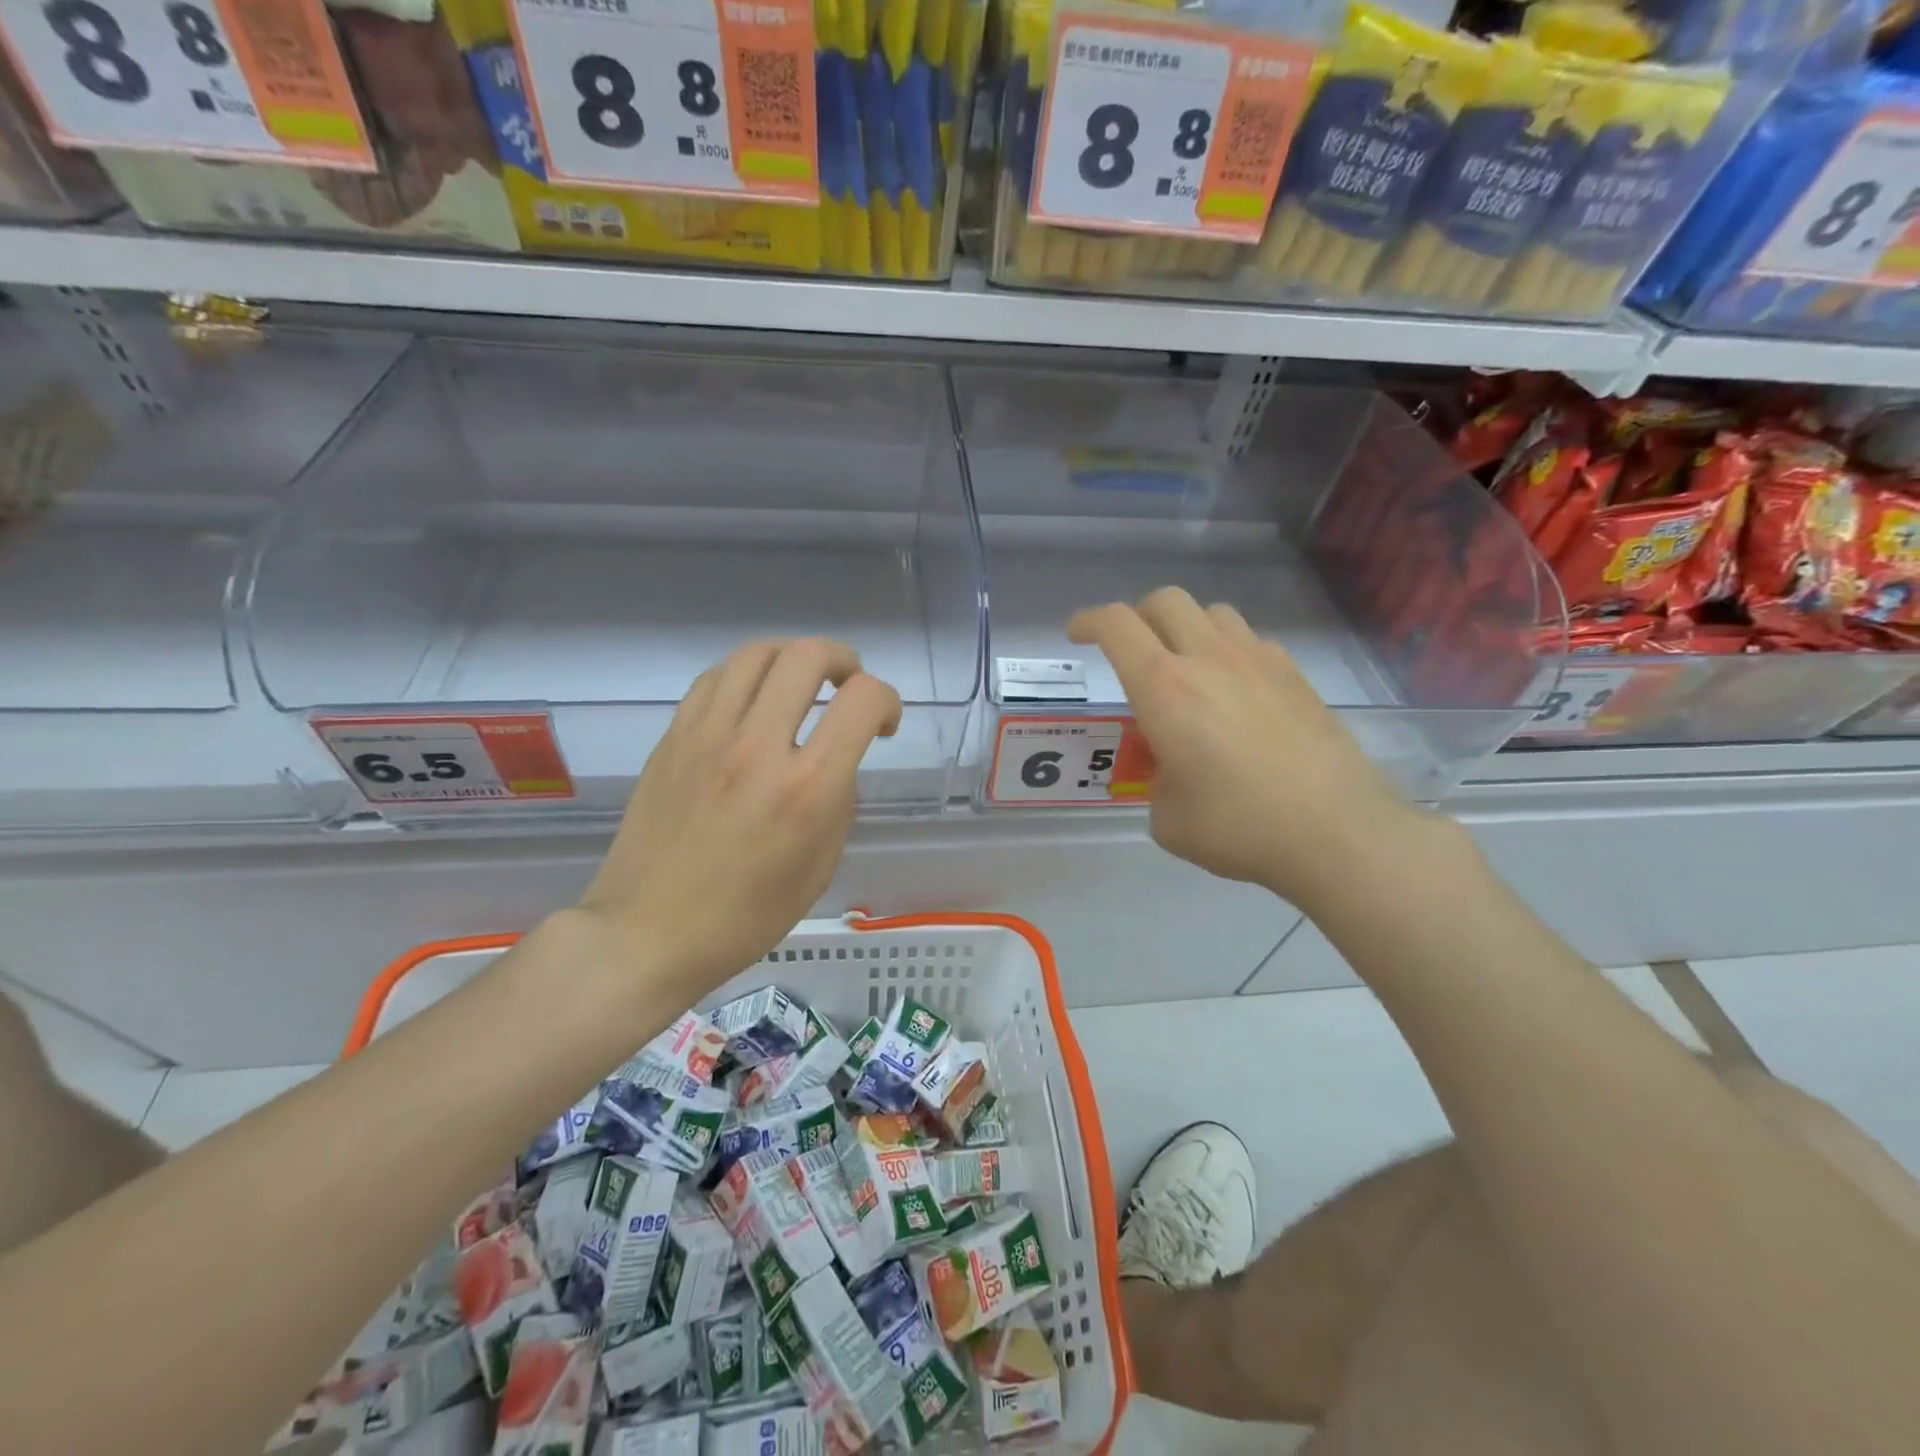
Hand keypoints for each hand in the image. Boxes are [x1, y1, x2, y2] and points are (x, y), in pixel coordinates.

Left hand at [574, 638, 901, 1002]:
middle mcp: (758, 747)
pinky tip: (752, 702)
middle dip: (843, 660)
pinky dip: (747, 676)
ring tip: (800, 684)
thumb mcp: (819, 866)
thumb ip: (836, 800)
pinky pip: (716, 678)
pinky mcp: (673, 738)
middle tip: (847, 687)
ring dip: (792, 658)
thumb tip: (832, 761)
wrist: (647, 932)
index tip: (884, 724)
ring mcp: (707, 736)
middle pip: (807, 656)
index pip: (862, 700)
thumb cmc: (746, 916)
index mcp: (806, 788)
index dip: (887, 700)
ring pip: (757, 653)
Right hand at [1068, 587, 1425, 909]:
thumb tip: (1173, 770)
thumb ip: (1156, 781)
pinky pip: (1251, 640)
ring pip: (1212, 612)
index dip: (1088, 621)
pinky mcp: (1296, 676)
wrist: (1336, 831)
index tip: (1077, 633)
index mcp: (1165, 688)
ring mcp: (1258, 661)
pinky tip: (1235, 690)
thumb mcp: (1167, 818)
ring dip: (1186, 627)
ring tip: (1185, 665)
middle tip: (1130, 649)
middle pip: (1165, 600)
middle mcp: (1209, 659)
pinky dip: (1229, 650)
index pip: (1116, 626)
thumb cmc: (1238, 826)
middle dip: (1137, 616)